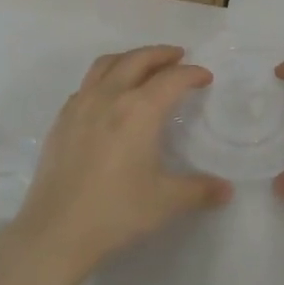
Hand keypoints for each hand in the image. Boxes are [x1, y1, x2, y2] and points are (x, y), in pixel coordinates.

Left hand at [7, 45, 230, 282]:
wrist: (56, 230)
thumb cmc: (116, 211)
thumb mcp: (165, 201)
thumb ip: (199, 190)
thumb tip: (226, 191)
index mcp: (139, 110)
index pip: (172, 79)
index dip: (192, 74)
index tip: (205, 77)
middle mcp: (109, 96)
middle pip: (137, 59)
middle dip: (161, 54)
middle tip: (178, 56)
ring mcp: (80, 105)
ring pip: (106, 64)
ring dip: (130, 58)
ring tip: (143, 65)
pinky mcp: (62, 119)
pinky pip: (86, 84)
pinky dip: (104, 78)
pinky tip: (108, 95)